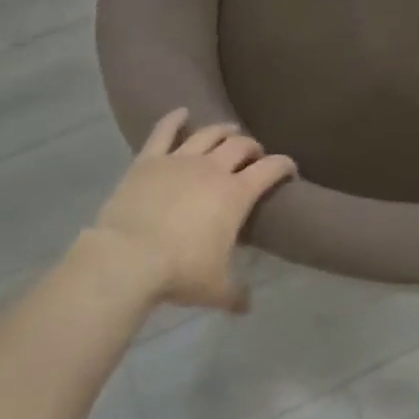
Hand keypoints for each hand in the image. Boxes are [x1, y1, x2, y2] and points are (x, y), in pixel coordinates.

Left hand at [92, 109, 295, 311]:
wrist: (128, 258)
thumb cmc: (180, 271)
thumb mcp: (216, 289)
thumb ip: (236, 294)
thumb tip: (247, 305)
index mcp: (236, 194)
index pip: (270, 170)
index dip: (284, 165)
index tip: (289, 168)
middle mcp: (212, 169)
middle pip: (240, 146)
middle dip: (253, 148)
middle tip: (255, 155)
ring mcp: (179, 160)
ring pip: (208, 134)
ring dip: (223, 131)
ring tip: (229, 131)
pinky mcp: (149, 160)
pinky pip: (164, 132)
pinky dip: (174, 119)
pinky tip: (182, 112)